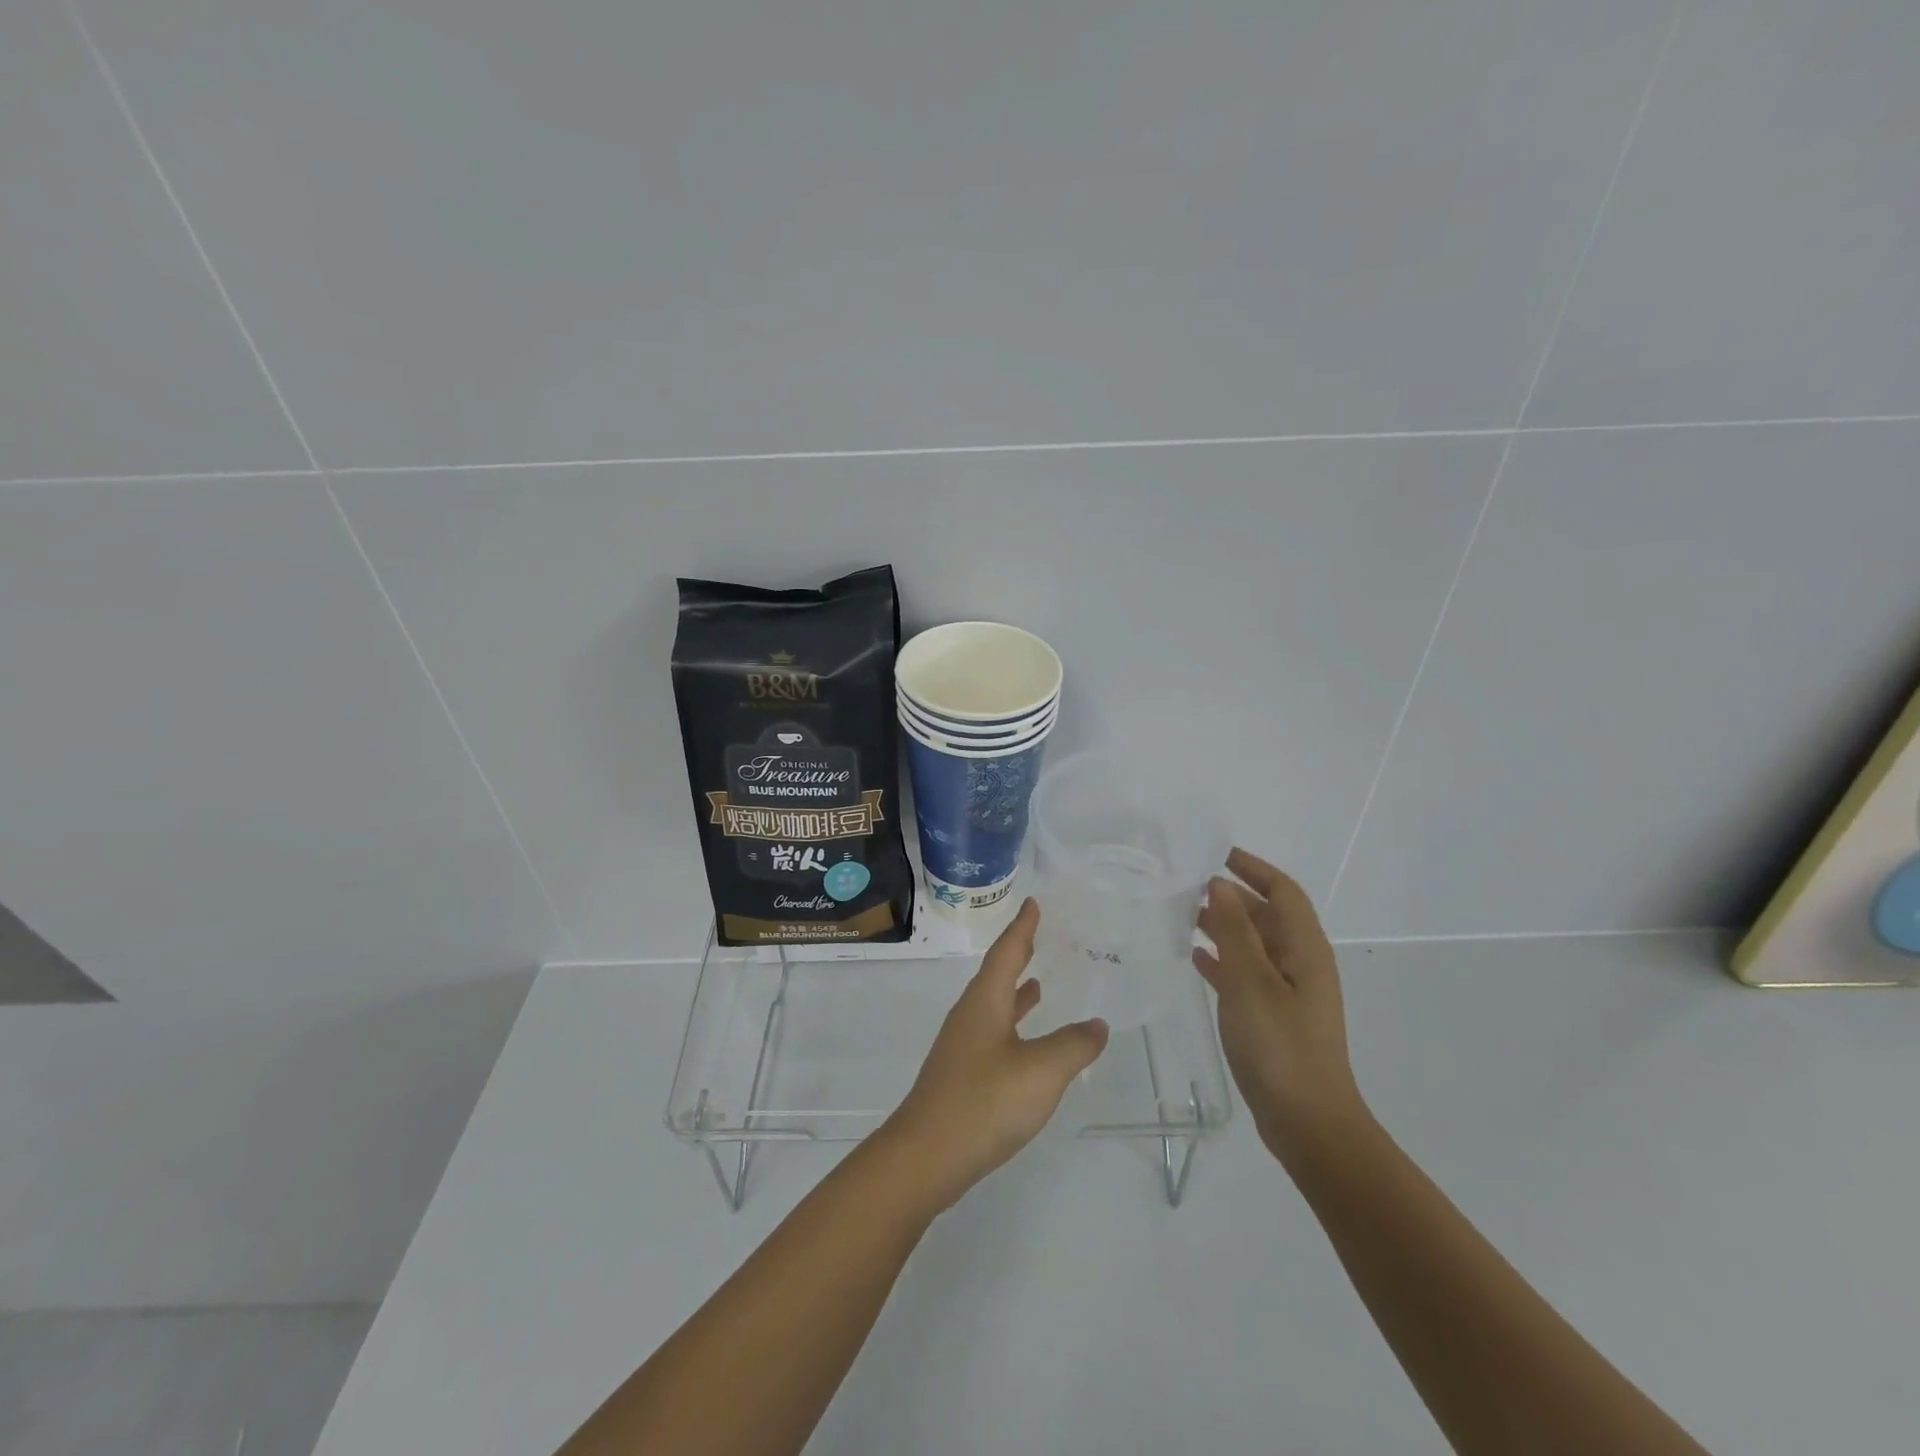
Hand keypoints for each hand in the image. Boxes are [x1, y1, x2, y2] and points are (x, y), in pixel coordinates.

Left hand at [883, 898, 1110, 1209]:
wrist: (926, 1156)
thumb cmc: (985, 1102)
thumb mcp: (1042, 1071)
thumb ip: (1073, 1045)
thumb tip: (1096, 1025)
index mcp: (985, 1002)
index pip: (1007, 952)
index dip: (1022, 927)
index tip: (1032, 903)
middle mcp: (970, 1015)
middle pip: (996, 975)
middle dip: (1019, 955)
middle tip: (1040, 937)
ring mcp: (962, 1046)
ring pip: (994, 1006)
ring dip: (1015, 992)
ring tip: (1039, 984)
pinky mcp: (962, 1075)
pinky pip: (993, 1034)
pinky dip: (1013, 1026)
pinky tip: (1026, 1044)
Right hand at [1194, 848, 1369, 1166]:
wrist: (1308, 1123)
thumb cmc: (1281, 1047)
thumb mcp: (1252, 983)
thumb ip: (1234, 931)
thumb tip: (1219, 884)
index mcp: (1304, 949)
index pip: (1282, 891)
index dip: (1253, 868)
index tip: (1216, 854)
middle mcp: (1300, 963)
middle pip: (1267, 915)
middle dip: (1232, 895)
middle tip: (1186, 886)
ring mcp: (1288, 991)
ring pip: (1253, 944)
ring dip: (1223, 926)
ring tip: (1182, 916)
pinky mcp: (1273, 1015)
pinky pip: (1245, 972)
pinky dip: (1222, 959)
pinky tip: (1194, 958)